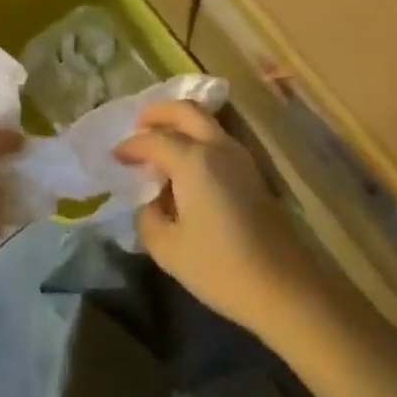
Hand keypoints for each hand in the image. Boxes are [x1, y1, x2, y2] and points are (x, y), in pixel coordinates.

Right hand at [113, 101, 320, 336]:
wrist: (283, 286)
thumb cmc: (220, 267)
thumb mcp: (167, 248)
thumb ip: (148, 217)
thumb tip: (151, 201)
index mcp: (194, 160)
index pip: (154, 140)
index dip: (130, 146)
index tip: (113, 157)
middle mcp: (219, 147)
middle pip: (187, 110)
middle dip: (159, 112)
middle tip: (138, 125)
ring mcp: (241, 158)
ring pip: (207, 122)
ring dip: (181, 124)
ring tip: (159, 144)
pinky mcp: (253, 173)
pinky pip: (218, 140)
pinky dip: (197, 139)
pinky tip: (184, 166)